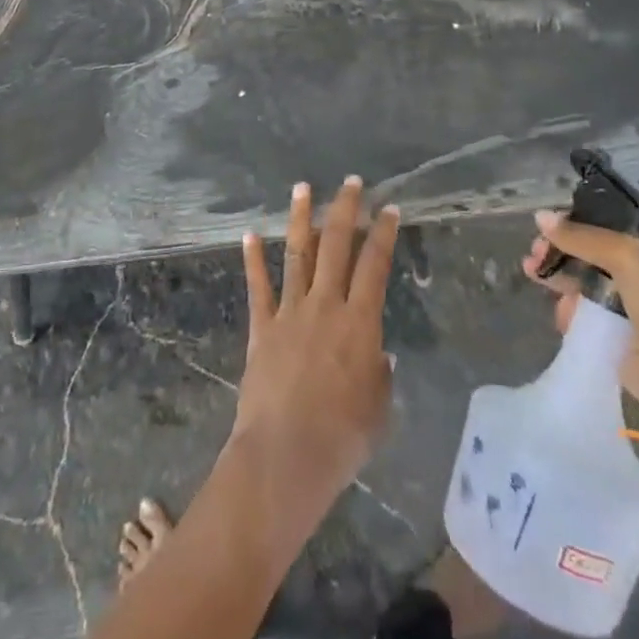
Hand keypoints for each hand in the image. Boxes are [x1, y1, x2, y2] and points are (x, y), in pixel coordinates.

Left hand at [232, 176, 399, 523]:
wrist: (285, 456)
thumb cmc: (342, 439)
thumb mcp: (377, 410)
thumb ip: (379, 375)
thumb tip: (378, 354)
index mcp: (360, 323)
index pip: (375, 265)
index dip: (383, 234)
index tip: (389, 209)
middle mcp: (325, 306)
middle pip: (336, 245)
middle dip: (345, 209)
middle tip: (351, 183)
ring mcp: (290, 312)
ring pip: (297, 254)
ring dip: (300, 218)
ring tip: (302, 187)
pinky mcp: (262, 327)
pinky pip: (258, 286)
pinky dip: (253, 259)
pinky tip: (249, 234)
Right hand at [521, 212, 638, 423]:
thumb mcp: (629, 257)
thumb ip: (583, 237)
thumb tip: (540, 216)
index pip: (607, 233)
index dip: (576, 227)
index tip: (547, 226)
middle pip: (591, 260)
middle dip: (560, 252)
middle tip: (534, 254)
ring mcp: (631, 316)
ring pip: (584, 289)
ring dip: (558, 280)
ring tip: (533, 274)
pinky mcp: (617, 346)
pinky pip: (585, 321)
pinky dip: (569, 314)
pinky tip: (558, 310)